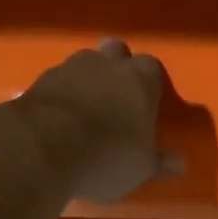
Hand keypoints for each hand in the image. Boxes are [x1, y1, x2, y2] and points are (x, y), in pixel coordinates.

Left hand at [12, 39, 184, 203]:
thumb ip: (160, 161)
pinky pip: (55, 83)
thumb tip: (180, 164)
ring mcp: (69, 68)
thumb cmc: (108, 154)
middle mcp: (106, 63)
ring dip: (85, 80)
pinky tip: (57, 120)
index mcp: (140, 79)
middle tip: (116, 97)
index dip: (149, 83)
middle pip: (115, 51)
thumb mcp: (141, 167)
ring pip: (82, 63)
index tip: (146, 102)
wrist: (43, 147)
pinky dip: (59, 96)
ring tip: (84, 110)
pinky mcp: (37, 81)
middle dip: (116, 67)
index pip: (152, 68)